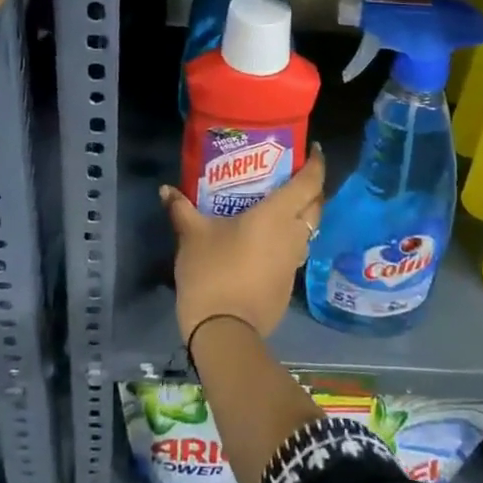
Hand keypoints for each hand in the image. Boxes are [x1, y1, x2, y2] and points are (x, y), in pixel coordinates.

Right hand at [163, 150, 325, 344]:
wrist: (224, 332)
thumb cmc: (212, 272)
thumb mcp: (192, 236)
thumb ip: (181, 209)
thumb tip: (166, 189)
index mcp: (277, 215)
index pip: (309, 183)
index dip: (316, 164)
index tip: (312, 149)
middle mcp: (293, 235)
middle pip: (316, 205)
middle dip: (311, 187)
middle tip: (292, 175)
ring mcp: (293, 263)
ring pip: (308, 230)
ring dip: (301, 215)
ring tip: (279, 204)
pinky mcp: (288, 285)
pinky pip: (294, 251)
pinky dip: (288, 239)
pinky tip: (267, 240)